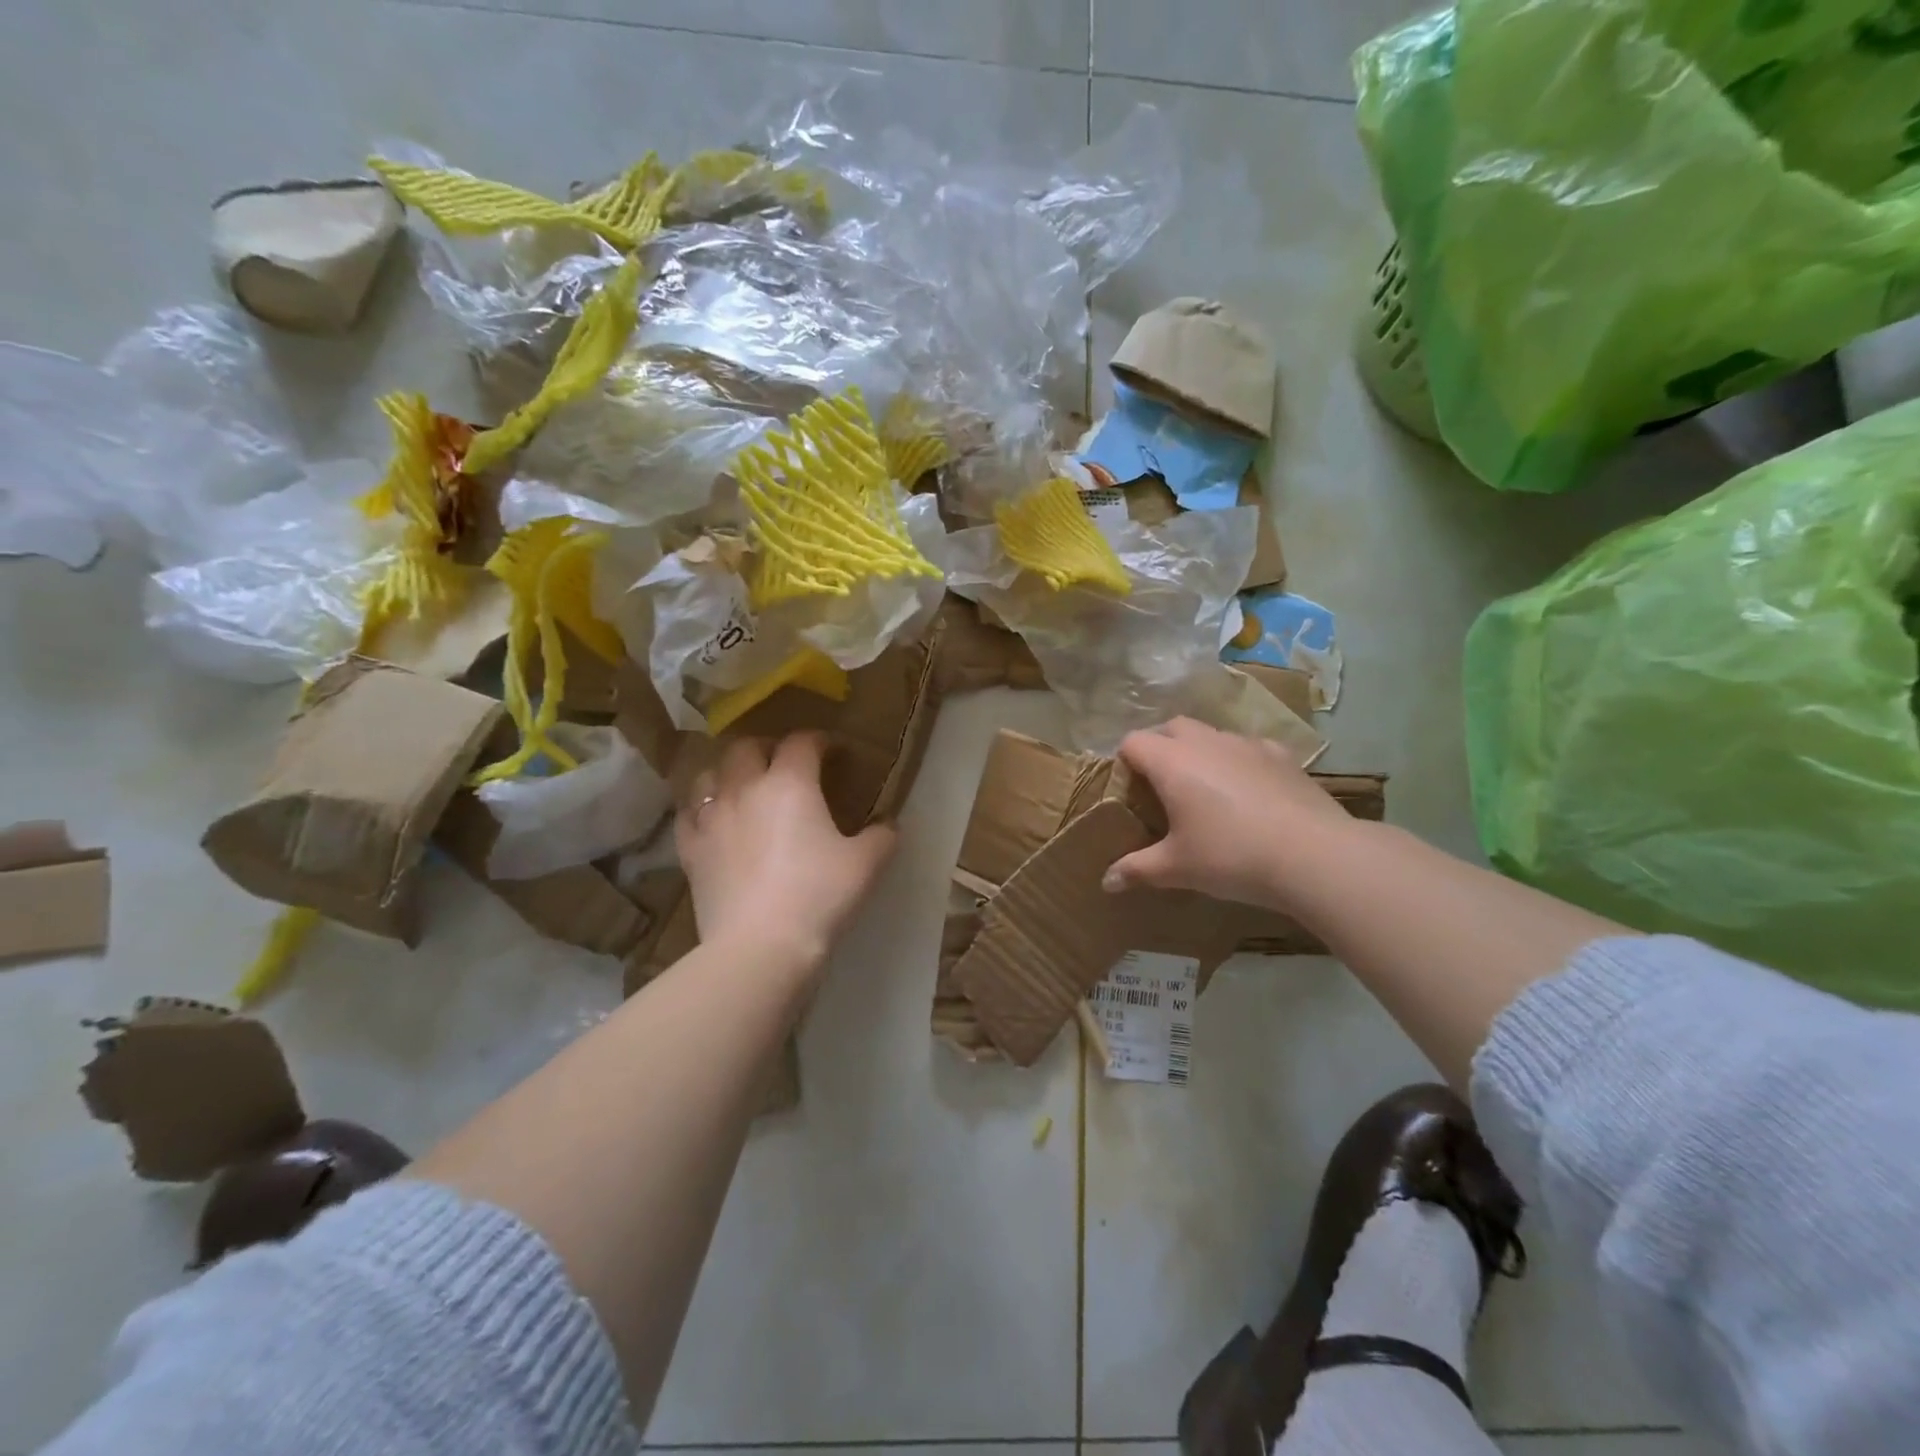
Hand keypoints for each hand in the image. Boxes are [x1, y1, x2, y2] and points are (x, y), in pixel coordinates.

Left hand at [677, 733, 895, 976]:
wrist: (759, 947)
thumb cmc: (818, 897)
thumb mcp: (866, 865)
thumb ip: (882, 836)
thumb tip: (887, 825)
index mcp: (789, 783)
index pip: (802, 742)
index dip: (820, 741)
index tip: (834, 753)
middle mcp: (744, 788)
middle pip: (747, 747)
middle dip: (768, 748)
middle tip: (785, 764)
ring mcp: (711, 817)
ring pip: (710, 774)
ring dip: (729, 772)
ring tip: (744, 786)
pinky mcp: (690, 849)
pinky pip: (689, 813)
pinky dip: (702, 807)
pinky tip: (713, 819)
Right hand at [1102, 717, 1364, 912]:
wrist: (1313, 855)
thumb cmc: (1231, 856)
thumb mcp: (1177, 868)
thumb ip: (1138, 870)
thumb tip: (1107, 882)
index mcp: (1172, 761)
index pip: (1133, 742)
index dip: (1124, 761)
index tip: (1128, 791)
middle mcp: (1206, 742)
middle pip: (1171, 727)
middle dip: (1161, 748)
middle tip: (1162, 787)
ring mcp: (1247, 744)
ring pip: (1212, 734)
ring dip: (1200, 752)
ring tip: (1206, 790)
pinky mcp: (1281, 755)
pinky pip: (1248, 748)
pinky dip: (1239, 761)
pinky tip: (1249, 792)